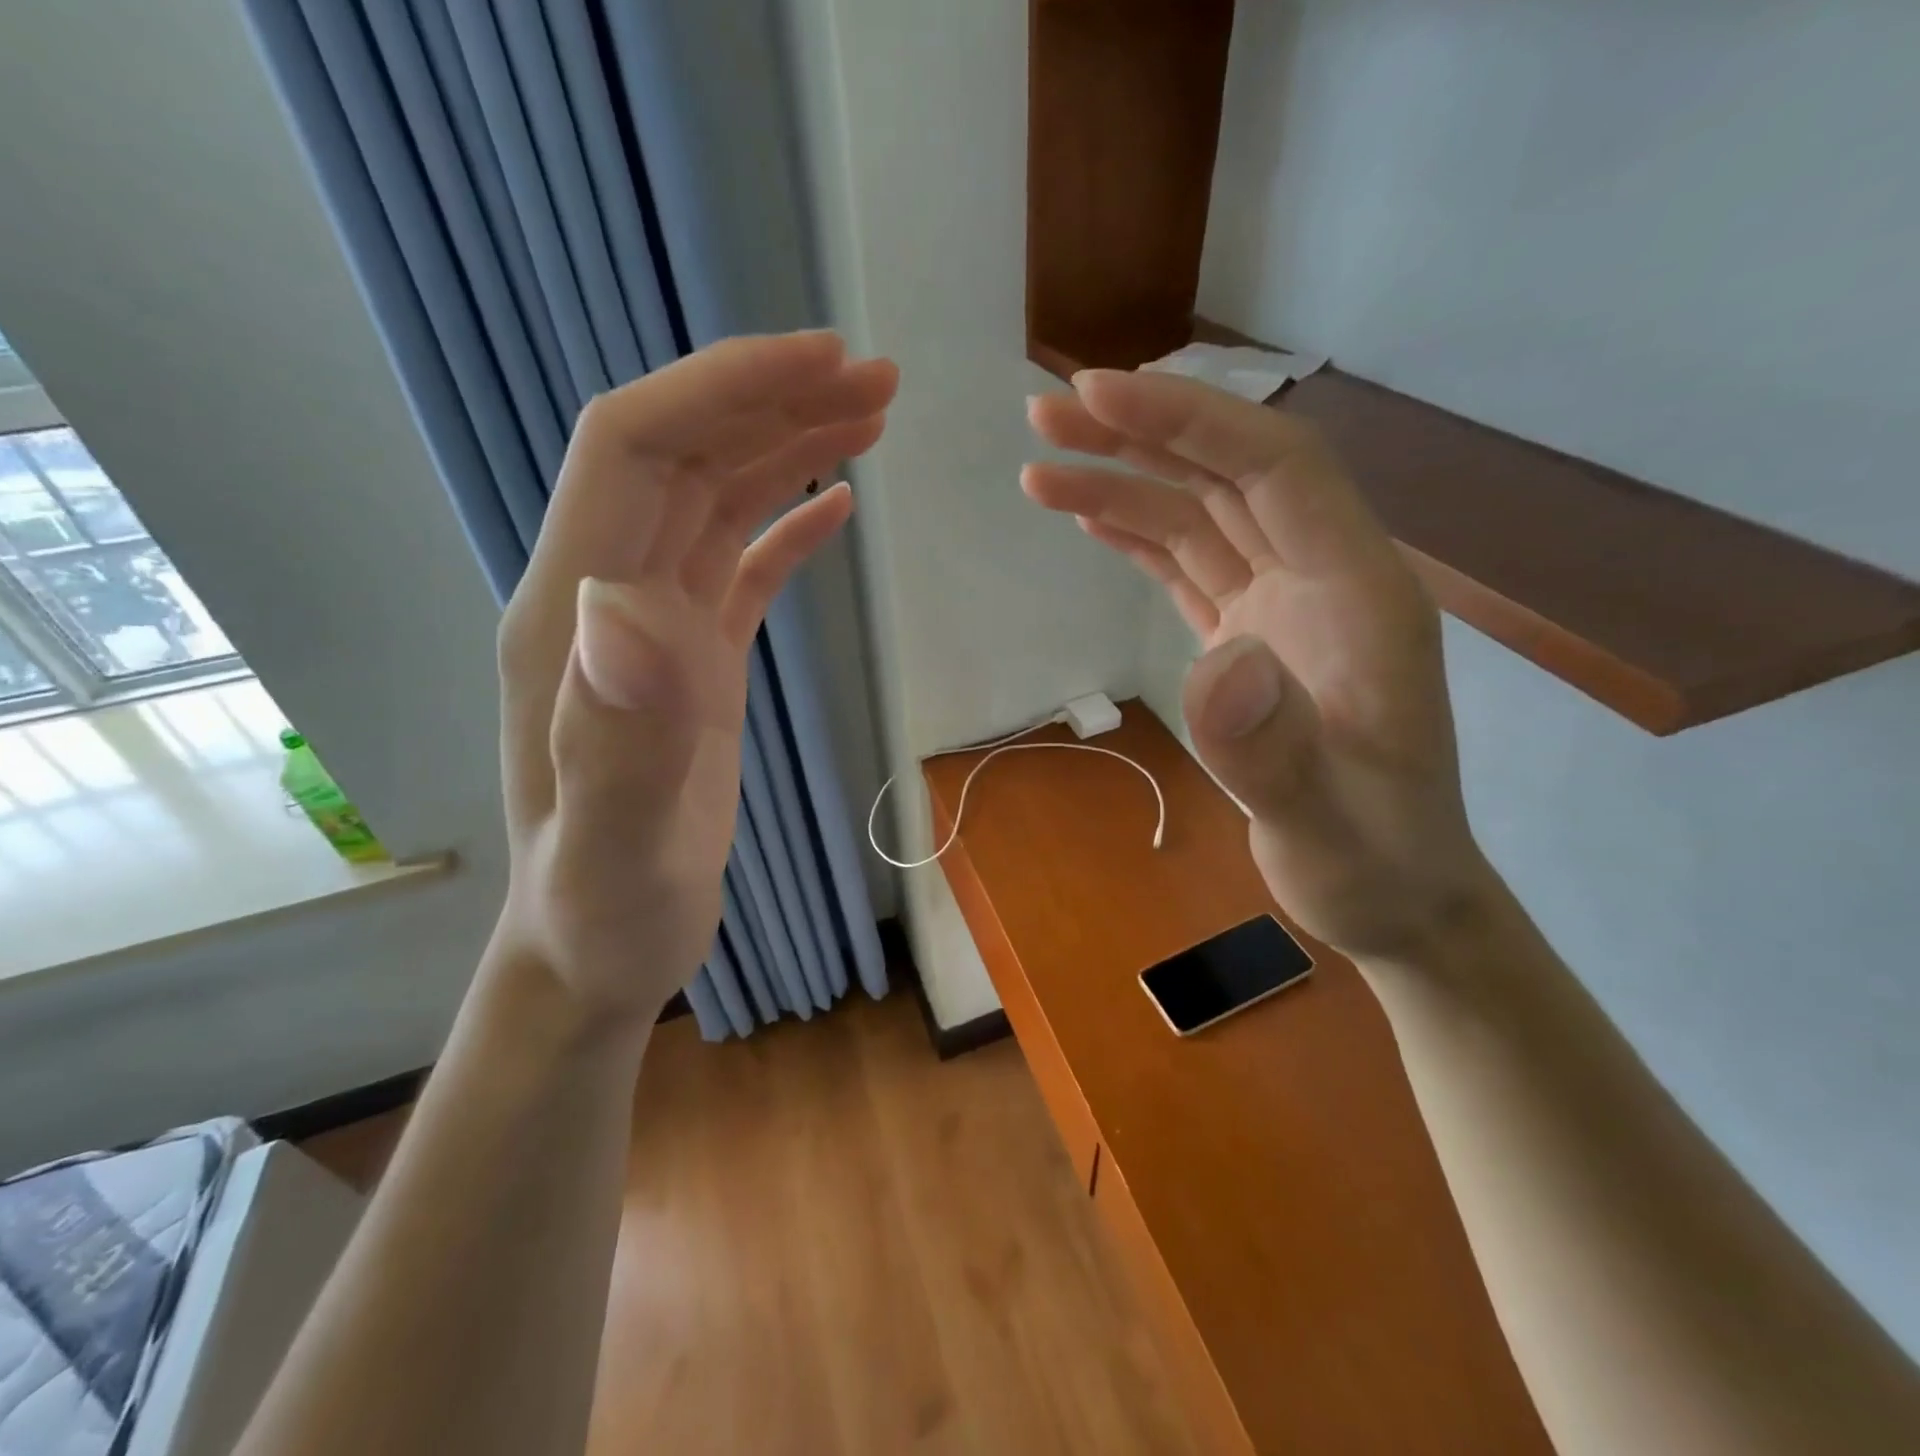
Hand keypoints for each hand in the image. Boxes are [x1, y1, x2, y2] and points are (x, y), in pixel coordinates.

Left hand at [493, 332, 896, 1024]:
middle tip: (877, 379)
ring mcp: (650, 629)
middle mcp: (604, 600)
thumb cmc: (604, 912)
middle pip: (683, 455)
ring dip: (789, 446)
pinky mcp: (692, 661)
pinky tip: (837, 502)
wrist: (598, 949)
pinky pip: (738, 563)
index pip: (634, 449)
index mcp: (574, 617)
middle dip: (773, 400)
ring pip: (716, 498)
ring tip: (872, 416)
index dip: (720, 389)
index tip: (820, 360)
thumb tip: (630, 608)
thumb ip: (614, 737)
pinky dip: (788, 521)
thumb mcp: (612, 850)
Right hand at [1025, 370, 1487, 958]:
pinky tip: (1092, 518)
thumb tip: (1219, 660)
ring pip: (1201, 518)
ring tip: (1040, 469)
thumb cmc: (1373, 864)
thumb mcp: (1325, 825)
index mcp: (1359, 595)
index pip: (1275, 469)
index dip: (1190, 422)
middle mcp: (1322, 580)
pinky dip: (1139, 537)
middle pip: (1229, 476)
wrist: (1396, 896)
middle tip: (1045, 414)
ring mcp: (1284, 608)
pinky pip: (1191, 567)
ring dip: (1124, 484)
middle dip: (1139, 436)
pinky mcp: (1252, 640)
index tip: (1099, 397)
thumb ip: (1274, 750)